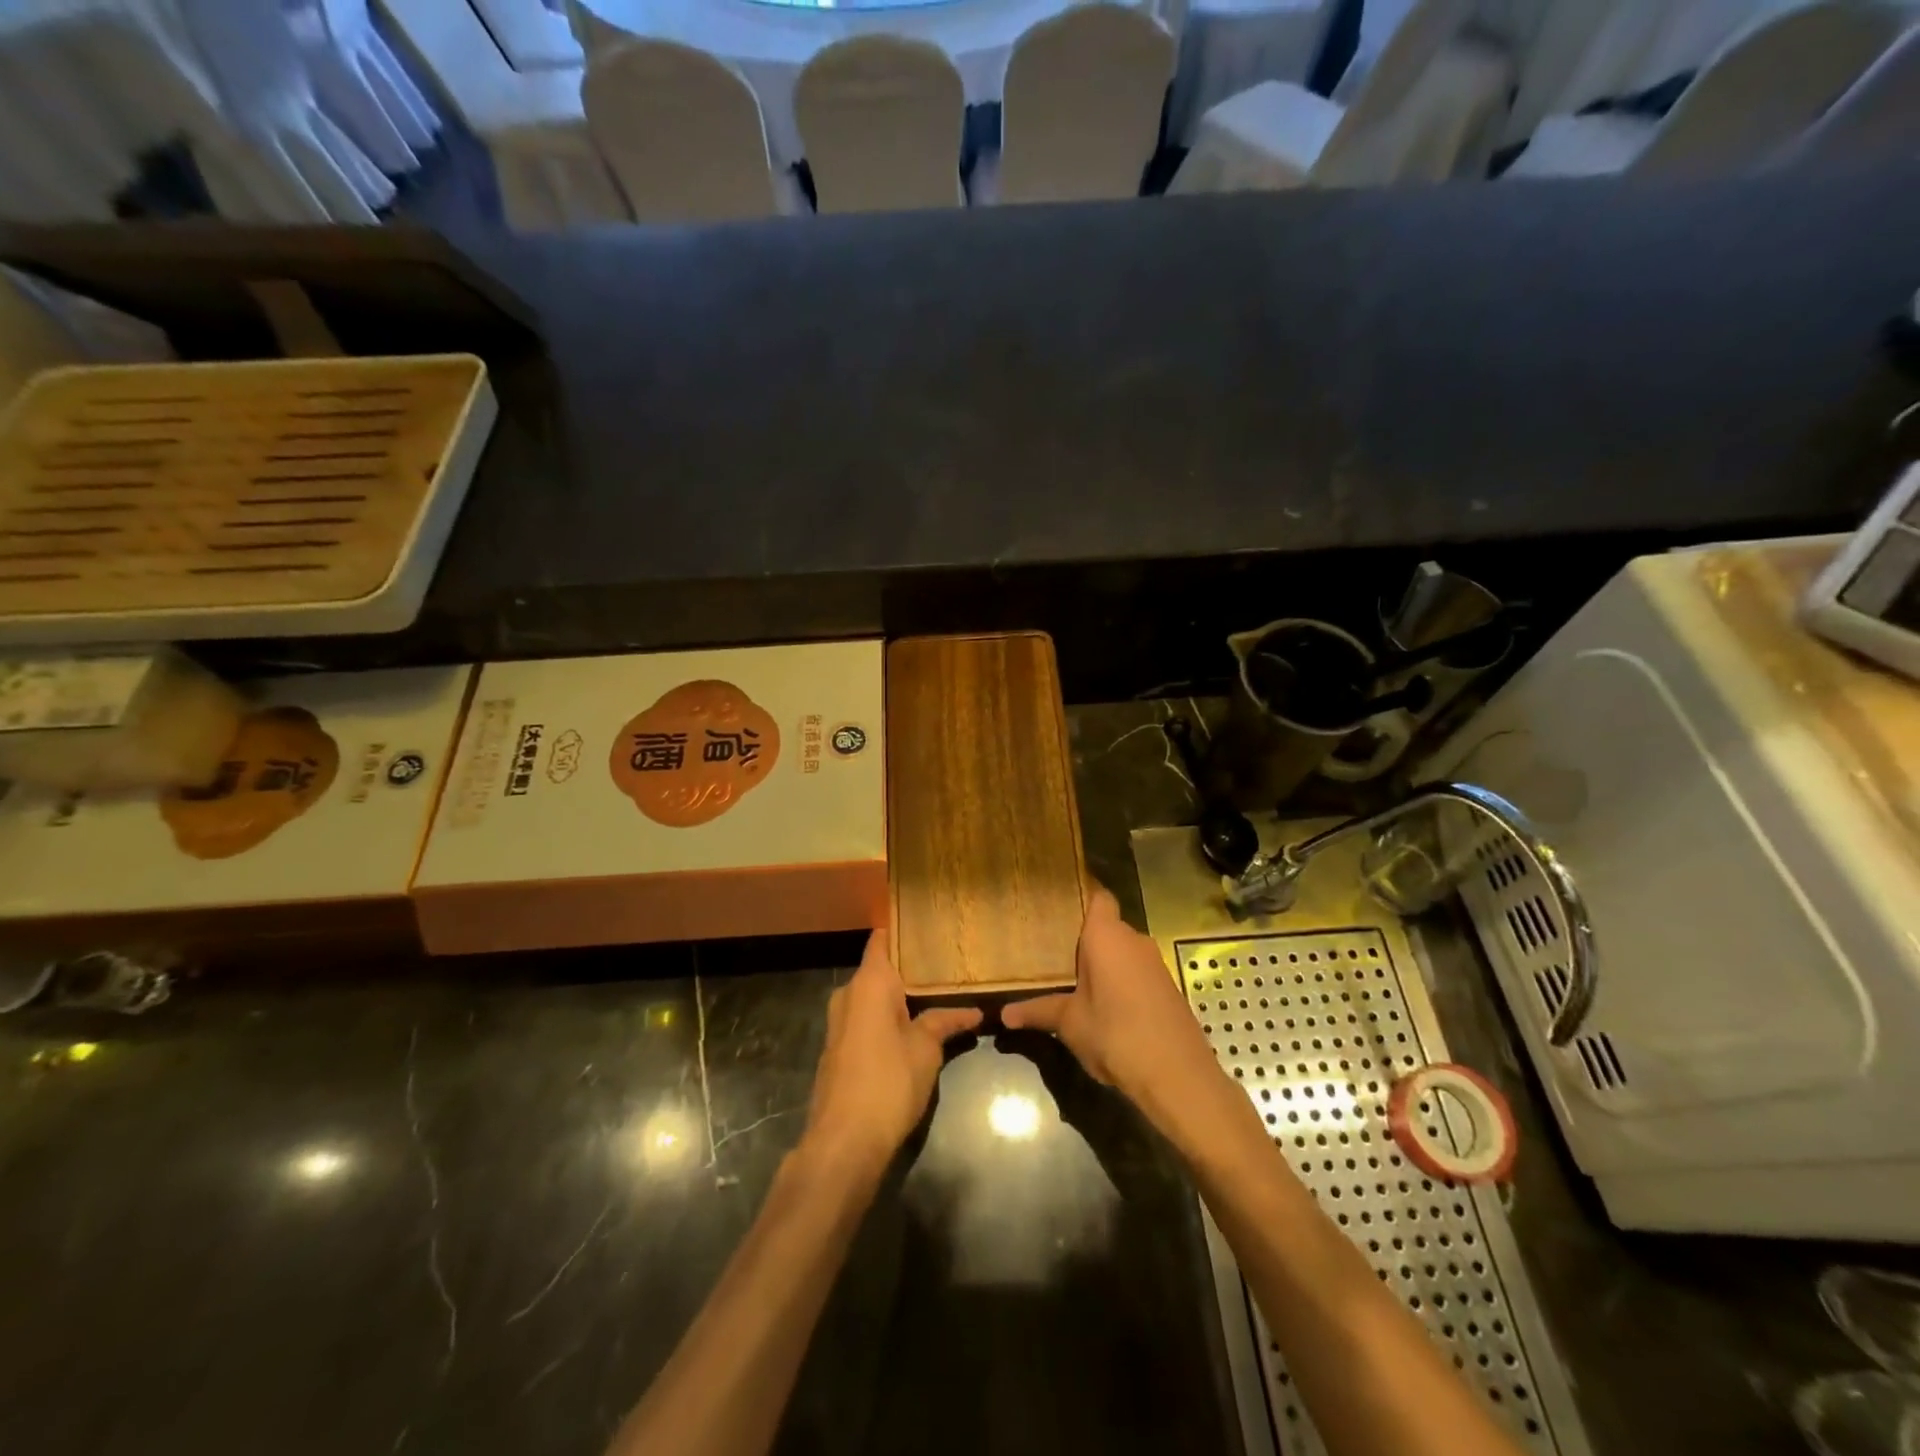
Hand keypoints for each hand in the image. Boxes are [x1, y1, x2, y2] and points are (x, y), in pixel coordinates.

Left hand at [802, 929, 981, 1175]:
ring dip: (900, 996)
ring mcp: (839, 1023)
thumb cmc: (888, 1081)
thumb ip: (945, 1022)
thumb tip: (975, 1011)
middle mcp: (848, 994)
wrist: (844, 1141)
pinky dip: (888, 1016)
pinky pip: (866, 1018)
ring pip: (873, 996)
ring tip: (938, 991)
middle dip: (910, 967)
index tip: (930, 925)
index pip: (882, 939)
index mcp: (868, 982)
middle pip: (880, 968)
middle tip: (947, 962)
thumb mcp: (925, 1049)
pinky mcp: (839, 1049)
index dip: (903, 930)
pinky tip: (914, 1024)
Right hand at [1001, 888, 1225, 1127]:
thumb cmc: (1116, 1035)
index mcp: (1107, 935)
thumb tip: (1004, 1014)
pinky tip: (1104, 1003)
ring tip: (1072, 978)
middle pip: (1107, 926)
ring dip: (1104, 962)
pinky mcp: (1168, 987)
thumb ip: (1039, 1011)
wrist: (1178, 1076)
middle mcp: (1134, 939)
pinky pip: (1137, 971)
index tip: (1055, 905)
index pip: (1097, 896)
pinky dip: (1121, 980)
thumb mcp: (1070, 1023)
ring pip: (1123, 950)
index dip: (1080, 896)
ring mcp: (1155, 963)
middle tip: (1051, 950)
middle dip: (1084, 938)